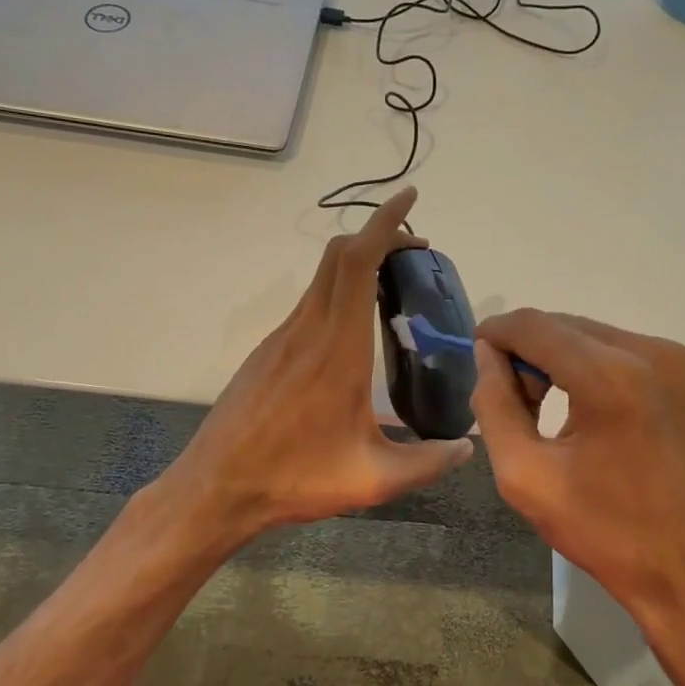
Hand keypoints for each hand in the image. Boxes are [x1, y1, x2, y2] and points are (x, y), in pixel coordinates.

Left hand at [157, 187, 472, 550]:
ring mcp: (281, 338)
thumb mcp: (372, 479)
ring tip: (393, 285)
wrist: (217, 488)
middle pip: (338, 256)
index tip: (409, 198)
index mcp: (337, 349)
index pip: (357, 263)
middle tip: (414, 249)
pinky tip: (355, 329)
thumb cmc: (295, 478)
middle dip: (378, 236)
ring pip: (322, 278)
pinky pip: (309, 304)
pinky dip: (339, 291)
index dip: (384, 222)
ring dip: (358, 264)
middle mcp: (307, 330)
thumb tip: (467, 448)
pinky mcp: (267, 352)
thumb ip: (428, 462)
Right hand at [471, 310, 684, 666]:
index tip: (483, 350)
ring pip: (616, 340)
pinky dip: (629, 376)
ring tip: (578, 413)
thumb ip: (495, 404)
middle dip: (540, 352)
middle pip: (576, 328)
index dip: (500, 332)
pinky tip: (626, 420)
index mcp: (611, 378)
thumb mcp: (524, 475)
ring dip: (584, 363)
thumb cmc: (604, 531)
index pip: (536, 325)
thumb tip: (487, 353)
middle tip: (527, 395)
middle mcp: (662, 354)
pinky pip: (656, 359)